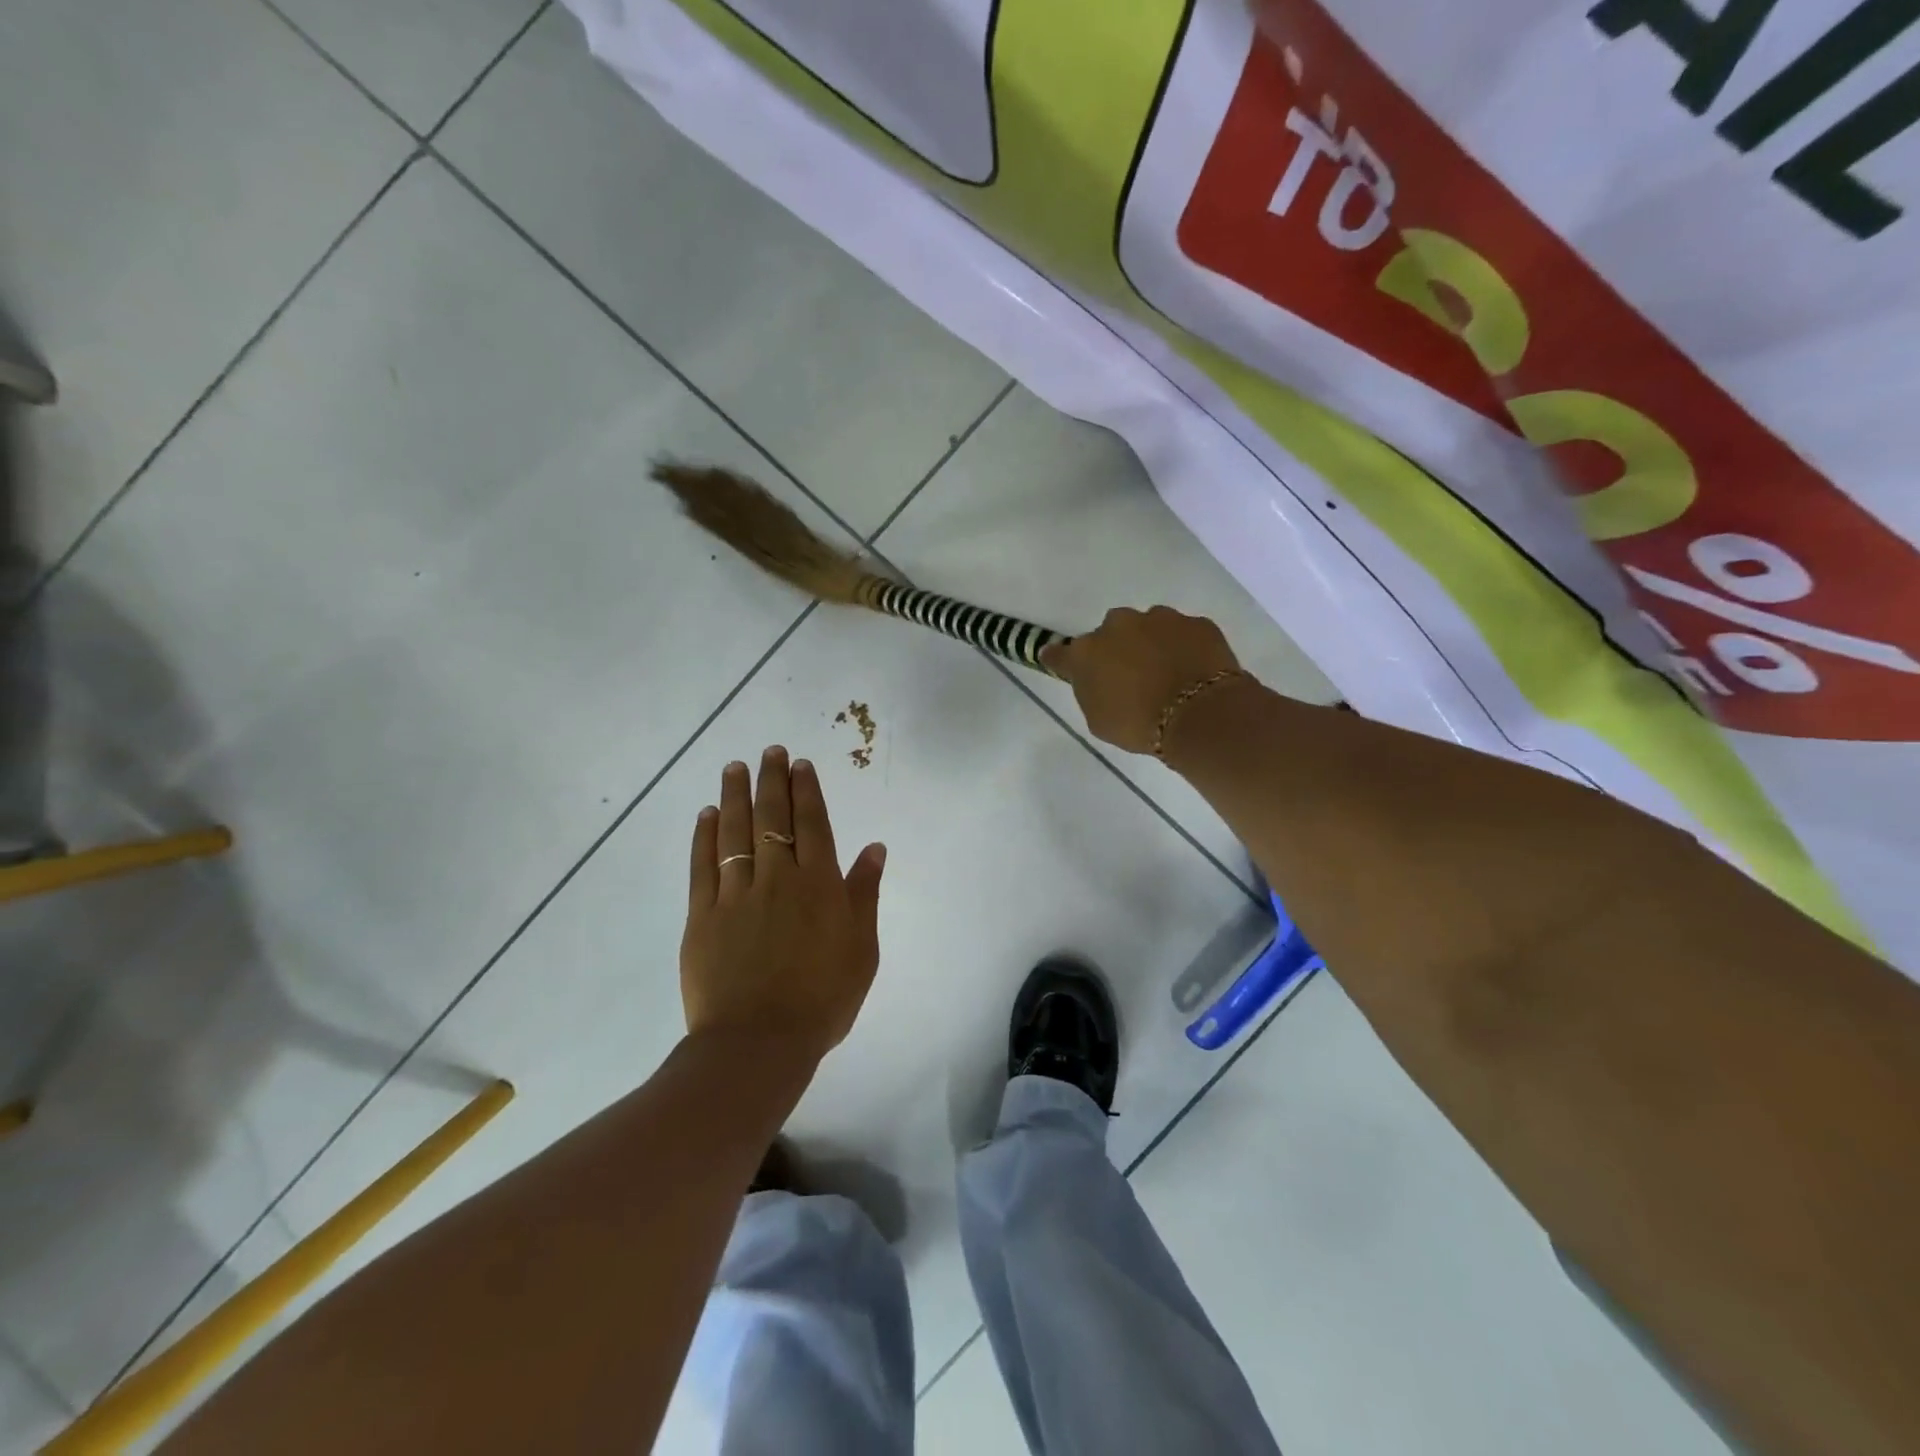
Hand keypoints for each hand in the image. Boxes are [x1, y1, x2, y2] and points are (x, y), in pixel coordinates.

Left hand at [681, 747, 886, 1064]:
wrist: (759, 1044)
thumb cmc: (823, 999)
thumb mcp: (862, 950)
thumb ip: (865, 894)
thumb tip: (874, 848)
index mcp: (819, 885)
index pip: (812, 824)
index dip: (806, 791)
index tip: (799, 764)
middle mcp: (777, 878)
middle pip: (773, 818)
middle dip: (772, 780)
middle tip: (769, 751)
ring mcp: (736, 894)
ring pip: (735, 832)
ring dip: (735, 796)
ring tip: (734, 767)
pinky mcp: (703, 915)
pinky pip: (703, 865)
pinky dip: (705, 837)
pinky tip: (706, 815)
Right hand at [1041, 606, 1244, 755]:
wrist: (1199, 715)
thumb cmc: (1139, 725)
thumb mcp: (1099, 720)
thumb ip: (1090, 691)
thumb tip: (1094, 679)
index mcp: (1086, 652)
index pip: (1060, 653)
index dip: (1060, 659)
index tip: (1058, 662)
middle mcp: (1118, 625)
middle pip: (1110, 632)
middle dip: (1116, 648)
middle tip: (1130, 675)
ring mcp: (1160, 618)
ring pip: (1148, 626)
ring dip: (1151, 643)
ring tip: (1166, 672)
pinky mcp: (1196, 622)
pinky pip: (1183, 633)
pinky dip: (1184, 647)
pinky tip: (1192, 669)